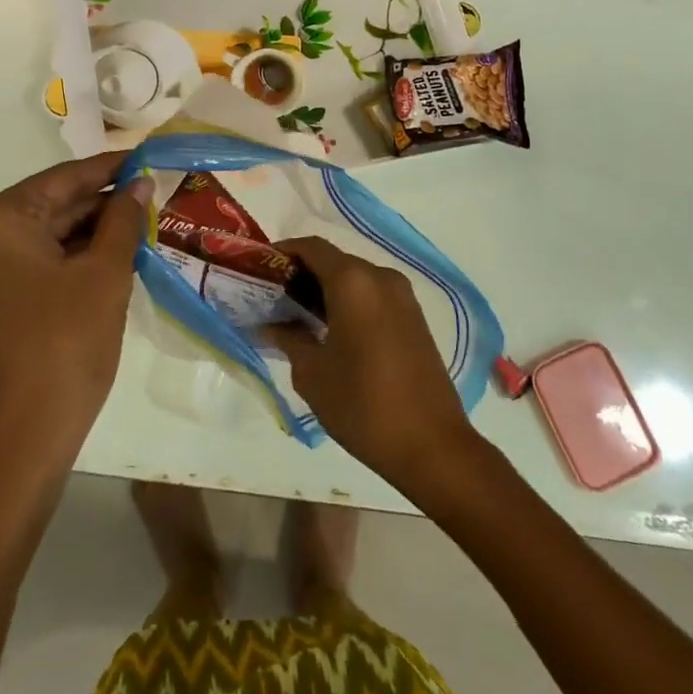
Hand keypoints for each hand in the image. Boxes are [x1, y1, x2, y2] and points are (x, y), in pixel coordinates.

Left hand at [0, 153, 150, 469]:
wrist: (22, 440)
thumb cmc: (66, 345)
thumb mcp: (105, 275)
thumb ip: (123, 220)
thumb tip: (139, 184)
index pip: (62, 179)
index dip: (109, 168)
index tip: (146, 156)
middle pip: (49, 206)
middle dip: (100, 203)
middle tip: (150, 194)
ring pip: (42, 236)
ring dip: (88, 231)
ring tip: (139, 222)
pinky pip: (31, 262)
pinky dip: (68, 257)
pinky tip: (110, 253)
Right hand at [265, 237, 482, 496]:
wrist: (432, 445)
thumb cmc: (363, 405)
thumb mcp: (312, 374)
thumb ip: (289, 338)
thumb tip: (271, 323)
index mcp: (353, 282)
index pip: (311, 247)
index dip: (282, 253)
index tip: (260, 270)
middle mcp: (380, 278)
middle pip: (334, 260)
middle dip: (302, 273)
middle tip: (272, 297)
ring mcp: (403, 296)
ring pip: (355, 278)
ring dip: (326, 289)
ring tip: (296, 316)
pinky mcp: (414, 317)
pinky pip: (373, 296)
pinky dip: (349, 302)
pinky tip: (330, 330)